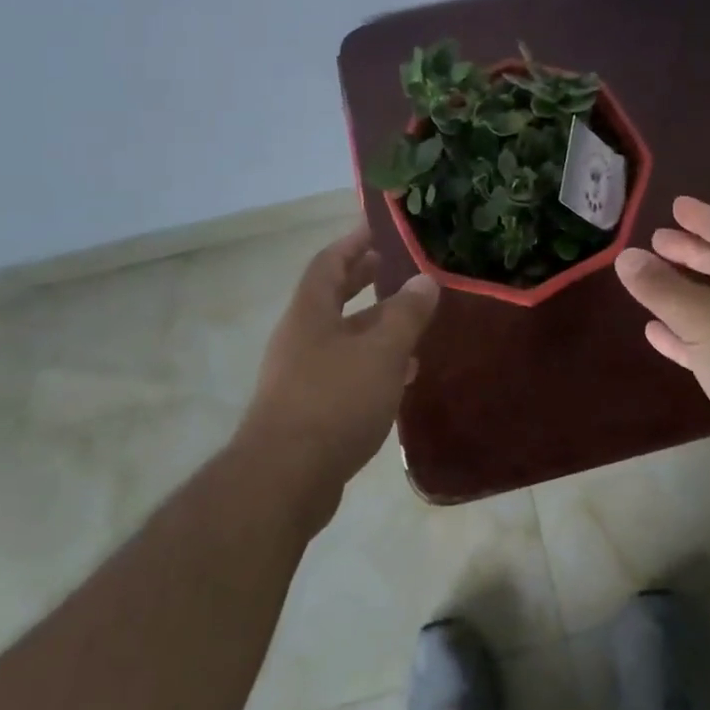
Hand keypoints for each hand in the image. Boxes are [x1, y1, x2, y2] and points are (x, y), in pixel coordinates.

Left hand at [235, 223, 439, 522]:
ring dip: (374, 327)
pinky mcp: (308, 411)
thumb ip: (406, 314)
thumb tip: (424, 280)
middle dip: (363, 281)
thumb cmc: (334, 400)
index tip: (377, 228)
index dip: (353, 242)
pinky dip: (372, 365)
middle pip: (333, 298)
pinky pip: (344, 372)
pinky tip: (400, 376)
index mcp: (310, 313)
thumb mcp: (381, 351)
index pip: (329, 263)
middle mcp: (300, 338)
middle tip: (394, 268)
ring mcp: (300, 376)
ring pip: (342, 338)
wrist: (284, 480)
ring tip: (411, 323)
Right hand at [614, 197, 709, 503]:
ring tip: (651, 282)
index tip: (677, 206)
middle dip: (693, 252)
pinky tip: (657, 334)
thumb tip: (625, 256)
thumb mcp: (703, 317)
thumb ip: (661, 287)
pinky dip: (686, 335)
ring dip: (686, 292)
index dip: (704, 217)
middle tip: (658, 240)